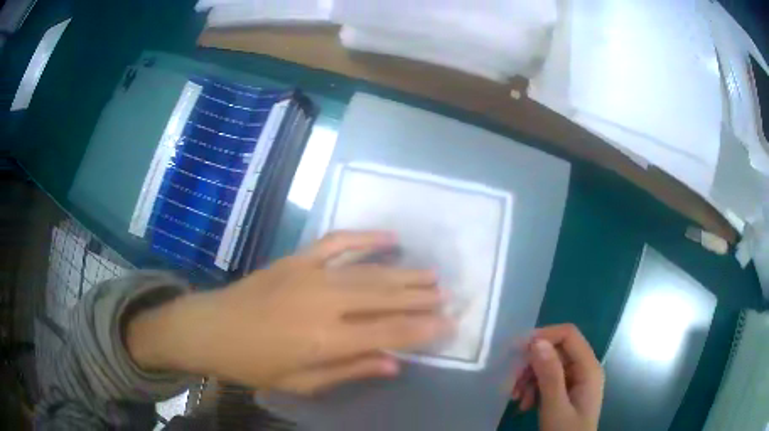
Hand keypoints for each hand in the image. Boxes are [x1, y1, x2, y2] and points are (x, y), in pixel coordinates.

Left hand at [127, 231, 452, 394]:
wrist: (210, 327)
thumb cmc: (253, 364)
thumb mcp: (301, 382)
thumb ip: (350, 371)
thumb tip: (395, 363)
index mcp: (325, 339)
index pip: (389, 333)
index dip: (422, 329)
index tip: (449, 324)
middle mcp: (324, 302)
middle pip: (385, 298)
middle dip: (420, 298)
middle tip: (448, 296)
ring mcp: (310, 274)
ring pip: (369, 271)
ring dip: (404, 273)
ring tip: (431, 275)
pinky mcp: (297, 258)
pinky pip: (338, 242)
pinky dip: (366, 237)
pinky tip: (389, 236)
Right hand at [511, 324, 603, 430]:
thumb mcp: (555, 406)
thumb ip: (549, 375)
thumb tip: (537, 342)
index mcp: (588, 368)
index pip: (568, 335)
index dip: (544, 336)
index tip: (517, 351)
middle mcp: (584, 368)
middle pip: (556, 351)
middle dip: (531, 365)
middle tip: (512, 384)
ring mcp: (576, 380)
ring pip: (548, 366)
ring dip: (529, 380)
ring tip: (516, 399)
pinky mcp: (567, 390)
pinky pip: (548, 380)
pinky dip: (532, 389)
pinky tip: (524, 404)